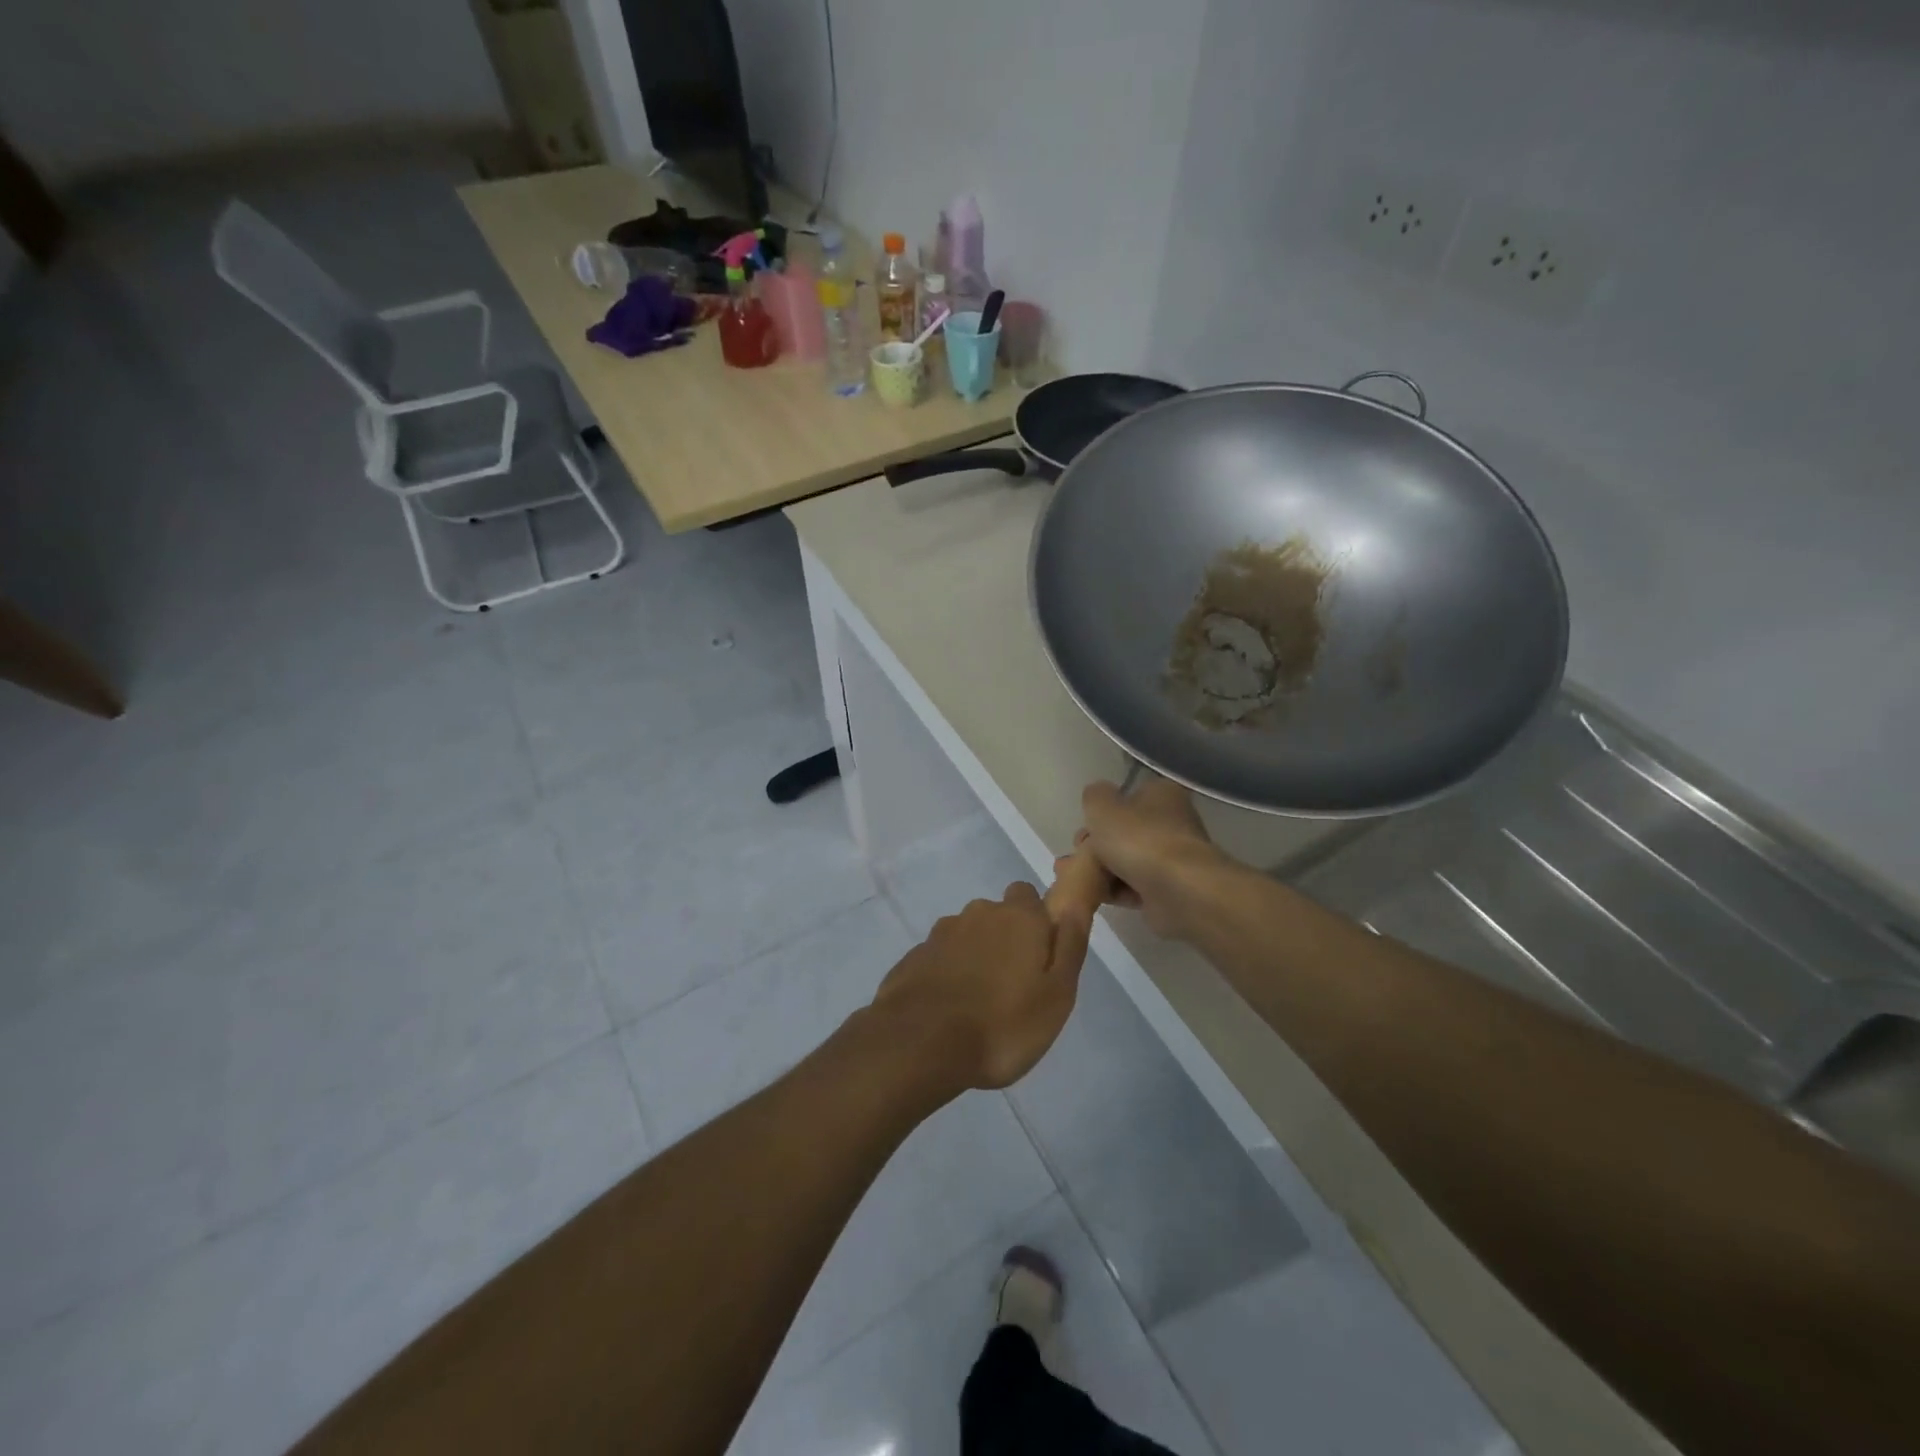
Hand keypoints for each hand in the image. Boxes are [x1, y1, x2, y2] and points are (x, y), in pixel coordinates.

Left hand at [870, 882, 1091, 1089]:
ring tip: (979, 1004)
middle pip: (996, 916)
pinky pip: (939, 959)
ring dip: (974, 957)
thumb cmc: (1003, 1024)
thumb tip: (1075, 903)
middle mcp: (978, 914)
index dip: (1036, 921)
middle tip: (1012, 987)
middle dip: (1004, 940)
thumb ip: (1069, 945)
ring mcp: (941, 934)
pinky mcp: (914, 958)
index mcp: (1018, 917)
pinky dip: (947, 975)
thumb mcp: (1057, 993)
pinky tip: (949, 1010)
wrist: (922, 1044)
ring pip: (966, 936)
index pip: (1029, 896)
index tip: (1040, 956)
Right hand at [1070, 777, 1221, 939]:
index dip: (1103, 811)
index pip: (1129, 797)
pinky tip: (1093, 894)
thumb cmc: (1139, 839)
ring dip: (1099, 869)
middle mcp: (1172, 823)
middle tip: (1077, 853)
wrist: (1177, 890)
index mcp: (1162, 794)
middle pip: (1125, 831)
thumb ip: (1094, 796)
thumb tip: (1098, 797)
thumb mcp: (1102, 806)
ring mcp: (1172, 858)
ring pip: (1126, 860)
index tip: (1084, 826)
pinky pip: (1133, 887)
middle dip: (1096, 844)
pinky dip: (1113, 890)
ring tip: (1074, 876)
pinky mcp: (1168, 890)